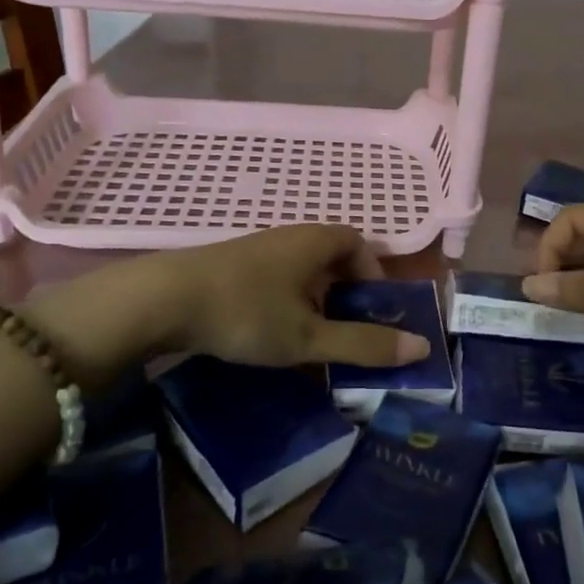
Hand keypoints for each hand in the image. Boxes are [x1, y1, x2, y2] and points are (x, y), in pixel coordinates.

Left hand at [151, 225, 431, 368]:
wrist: (162, 299)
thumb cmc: (247, 312)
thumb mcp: (309, 336)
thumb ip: (363, 344)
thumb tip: (421, 347)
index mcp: (314, 242)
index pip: (358, 242)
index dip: (373, 272)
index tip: (373, 308)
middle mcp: (288, 237)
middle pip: (330, 255)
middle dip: (345, 290)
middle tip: (346, 328)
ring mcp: (256, 249)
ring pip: (300, 268)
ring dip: (314, 298)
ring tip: (311, 337)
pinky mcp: (230, 266)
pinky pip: (274, 277)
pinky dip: (286, 301)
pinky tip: (272, 332)